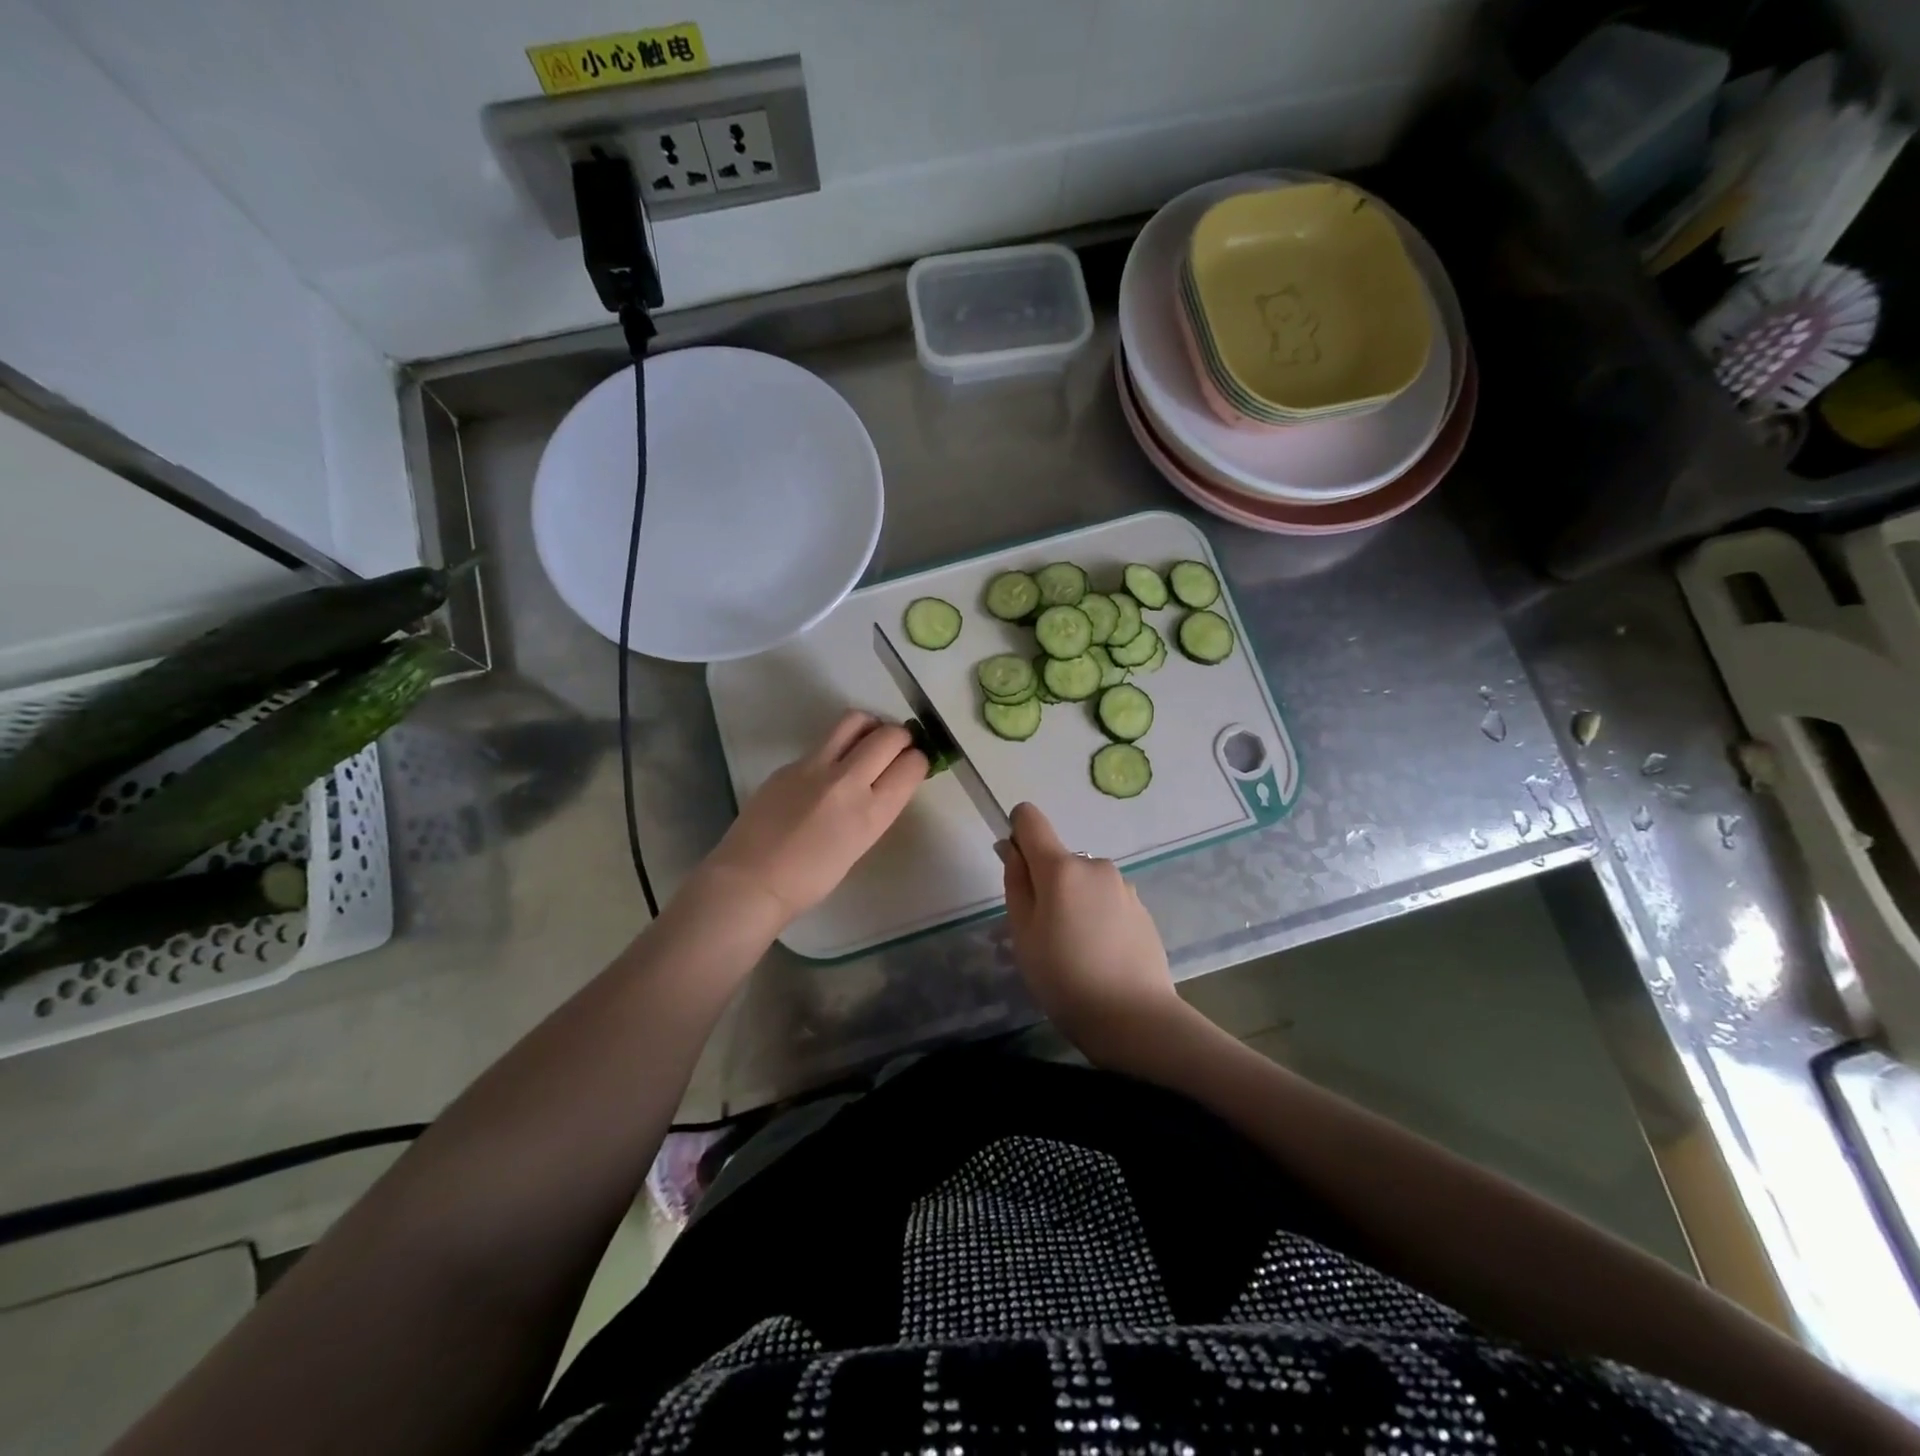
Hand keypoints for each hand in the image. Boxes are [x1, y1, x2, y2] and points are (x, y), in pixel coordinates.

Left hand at [701, 711, 926, 928]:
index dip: (919, 760)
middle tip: (896, 747)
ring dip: (871, 726)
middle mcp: (847, 781)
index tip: (913, 764)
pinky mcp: (790, 763)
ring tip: (868, 741)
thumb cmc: (810, 880)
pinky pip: (824, 743)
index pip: (912, 764)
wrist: (751, 881)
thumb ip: (876, 808)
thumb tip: (887, 781)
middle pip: (889, 735)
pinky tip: (829, 770)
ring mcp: (815, 767)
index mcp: (870, 813)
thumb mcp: (859, 845)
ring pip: (855, 720)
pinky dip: (837, 747)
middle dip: (901, 737)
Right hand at [998, 802, 1185, 1064]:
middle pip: (1057, 858)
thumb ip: (1015, 882)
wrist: (1135, 1018)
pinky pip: (1106, 900)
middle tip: (1044, 933)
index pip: (1030, 819)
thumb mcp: (1023, 934)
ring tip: (1075, 950)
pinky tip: (1101, 956)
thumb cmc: (1064, 978)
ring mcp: (1123, 886)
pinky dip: (1097, 917)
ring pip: (1083, 882)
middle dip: (1046, 883)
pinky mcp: (1142, 909)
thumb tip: (1010, 848)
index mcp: (1060, 867)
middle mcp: (1095, 865)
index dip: (1016, 833)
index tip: (1017, 870)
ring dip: (1073, 901)